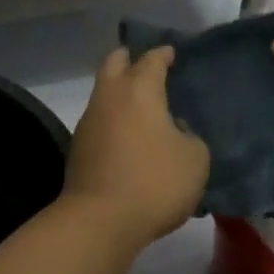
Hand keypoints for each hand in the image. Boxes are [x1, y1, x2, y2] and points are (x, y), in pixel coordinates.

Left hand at [61, 46, 210, 251]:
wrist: (99, 221)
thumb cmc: (154, 182)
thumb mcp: (195, 159)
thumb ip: (189, 136)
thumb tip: (173, 130)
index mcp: (140, 90)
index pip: (152, 60)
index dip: (163, 54)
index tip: (172, 53)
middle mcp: (110, 97)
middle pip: (114, 62)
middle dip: (129, 58)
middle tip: (146, 65)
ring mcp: (89, 121)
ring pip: (103, 92)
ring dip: (119, 91)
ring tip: (141, 104)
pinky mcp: (78, 147)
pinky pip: (99, 120)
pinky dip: (113, 118)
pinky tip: (128, 134)